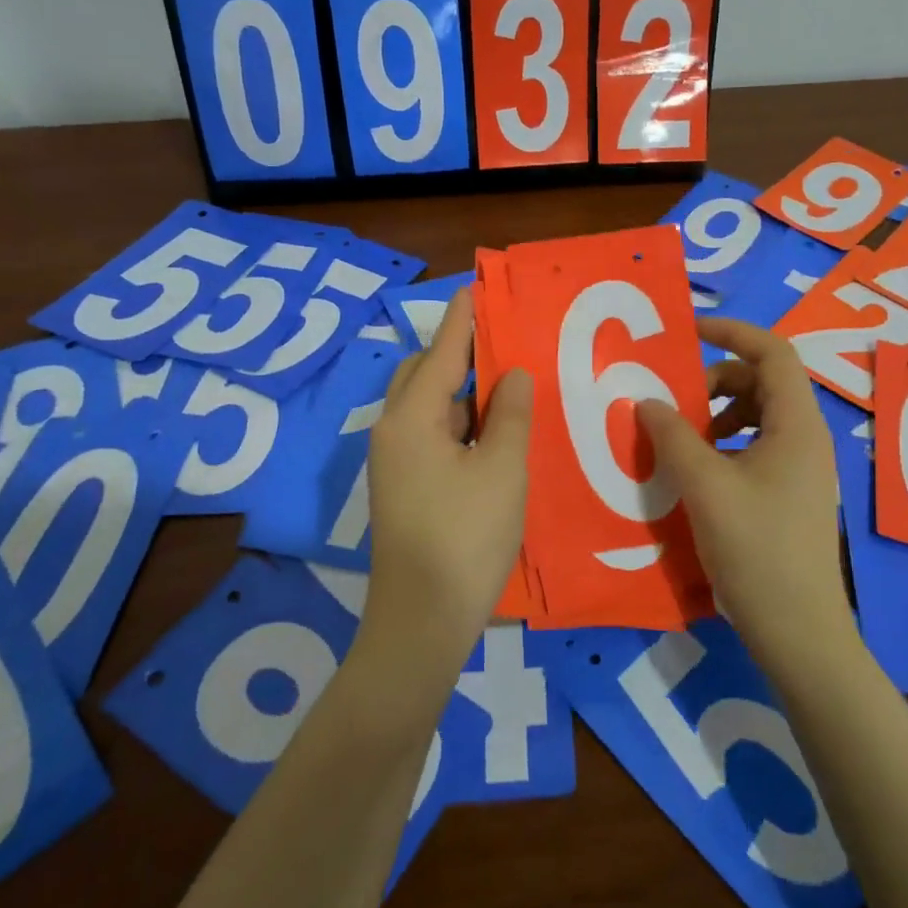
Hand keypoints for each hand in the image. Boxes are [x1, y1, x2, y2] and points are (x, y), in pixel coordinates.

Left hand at [359, 291, 534, 683]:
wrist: (422, 621)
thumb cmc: (465, 538)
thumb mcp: (502, 470)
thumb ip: (509, 414)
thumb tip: (513, 373)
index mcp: (411, 419)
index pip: (441, 352)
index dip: (463, 319)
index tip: (478, 287)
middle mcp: (394, 431)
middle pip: (425, 373)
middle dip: (460, 351)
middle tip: (504, 337)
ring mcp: (395, 462)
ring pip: (429, 406)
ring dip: (463, 388)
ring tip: (507, 377)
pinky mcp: (405, 486)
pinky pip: (432, 434)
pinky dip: (460, 420)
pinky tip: (493, 427)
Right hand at [639, 317, 852, 667]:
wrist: (797, 630)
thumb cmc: (755, 550)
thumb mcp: (704, 486)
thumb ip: (672, 436)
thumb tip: (647, 400)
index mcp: (796, 424)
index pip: (772, 351)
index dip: (732, 332)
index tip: (688, 332)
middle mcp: (805, 437)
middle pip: (762, 382)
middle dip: (715, 381)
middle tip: (675, 404)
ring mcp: (800, 468)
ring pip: (757, 416)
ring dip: (717, 415)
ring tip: (682, 440)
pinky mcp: (789, 493)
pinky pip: (756, 447)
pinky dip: (724, 444)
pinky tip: (697, 473)